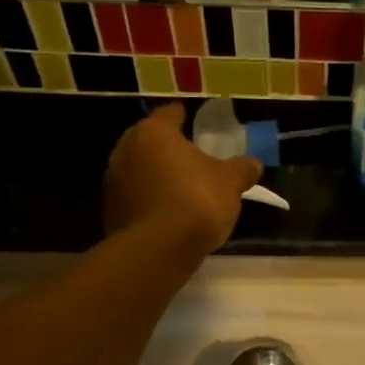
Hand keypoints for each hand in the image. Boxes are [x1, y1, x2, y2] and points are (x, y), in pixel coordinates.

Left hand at [105, 105, 260, 256]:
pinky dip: (149, 200)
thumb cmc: (196, 201)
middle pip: (150, 142)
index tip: (193, 122)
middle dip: (168, 148)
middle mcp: (126, 149)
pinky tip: (167, 213)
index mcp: (154, 132)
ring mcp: (113, 181)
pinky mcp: (110, 211)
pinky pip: (135, 197)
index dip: (183, 117)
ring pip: (139, 170)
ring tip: (180, 188)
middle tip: (190, 157)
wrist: (158, 250)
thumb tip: (253, 164)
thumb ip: (241, 169)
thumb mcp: (230, 183)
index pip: (169, 114)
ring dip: (156, 175)